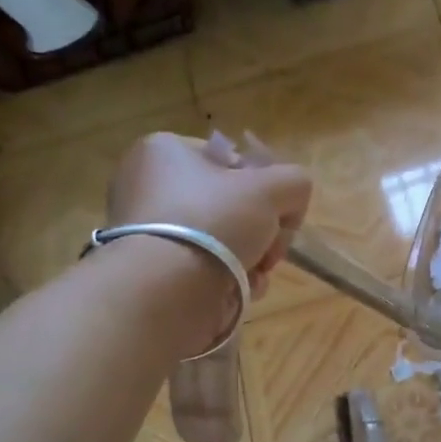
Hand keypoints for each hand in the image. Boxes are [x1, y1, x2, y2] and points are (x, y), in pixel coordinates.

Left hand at [104, 132, 311, 349]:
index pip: (234, 160)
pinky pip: (203, 267)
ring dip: (251, 258)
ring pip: (222, 240)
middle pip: (231, 205)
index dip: (265, 187)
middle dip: (261, 231)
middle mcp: (146, 185)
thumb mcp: (274, 187)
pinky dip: (228, 279)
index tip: (278, 213)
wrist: (165, 291)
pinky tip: (239, 290)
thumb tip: (289, 203)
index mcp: (164, 151)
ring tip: (255, 274)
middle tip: (268, 249)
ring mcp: (146, 231)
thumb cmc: (214, 221)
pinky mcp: (151, 271)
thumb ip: (294, 182)